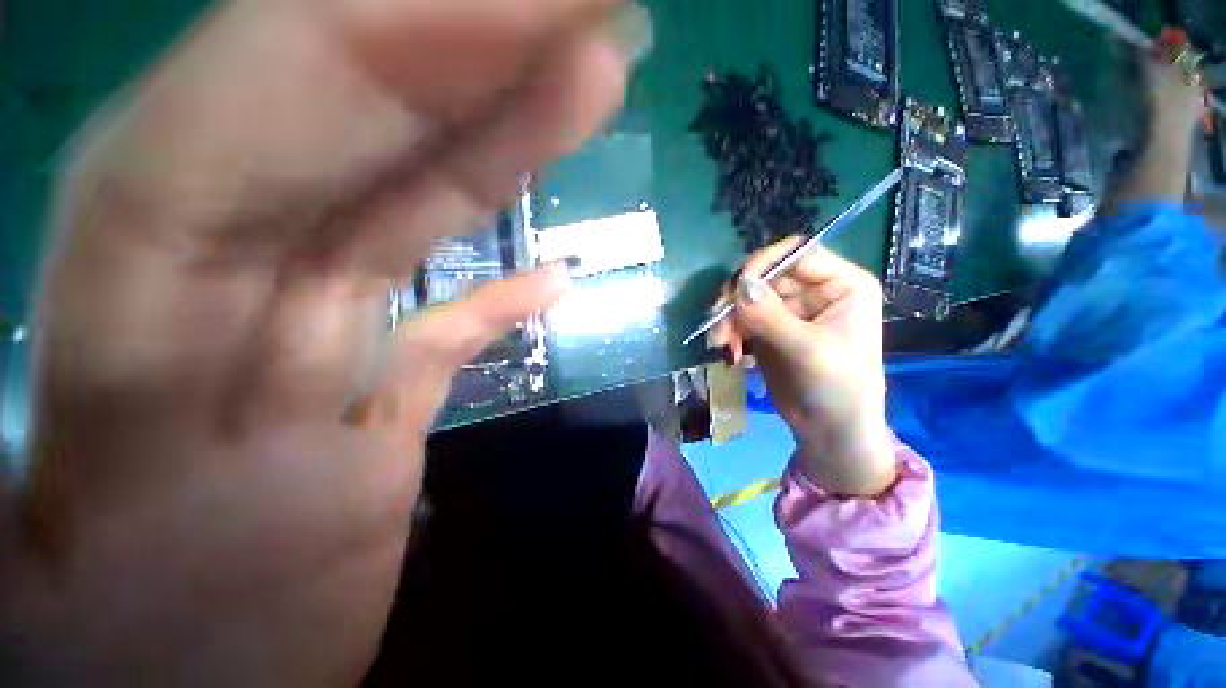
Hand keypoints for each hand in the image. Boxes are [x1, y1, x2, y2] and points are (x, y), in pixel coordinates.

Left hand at [4, 0, 631, 682]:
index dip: (446, 24)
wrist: (164, 685)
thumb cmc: (123, 617)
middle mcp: (229, 249)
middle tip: (591, 28)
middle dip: (491, 57)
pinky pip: (443, 324)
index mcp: (142, 238)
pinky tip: (555, 287)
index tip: (553, 8)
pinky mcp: (369, 404)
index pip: (314, 65)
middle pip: (379, 114)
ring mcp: (314, 331)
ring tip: (590, 97)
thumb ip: (158, 247)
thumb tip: (365, 211)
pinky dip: (499, 302)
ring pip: (423, 212)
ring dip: (510, 156)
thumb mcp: (95, 408)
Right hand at [709, 238, 895, 496]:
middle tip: (718, 321)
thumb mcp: (808, 350)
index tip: (736, 288)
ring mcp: (789, 311)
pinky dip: (731, 333)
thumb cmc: (838, 388)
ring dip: (729, 319)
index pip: (797, 254)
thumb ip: (771, 317)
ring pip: (748, 299)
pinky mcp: (769, 329)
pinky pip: (742, 319)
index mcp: (840, 285)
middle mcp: (813, 291)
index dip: (764, 263)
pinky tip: (731, 353)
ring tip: (722, 344)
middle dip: (739, 299)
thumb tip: (739, 286)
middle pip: (765, 276)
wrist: (830, 431)